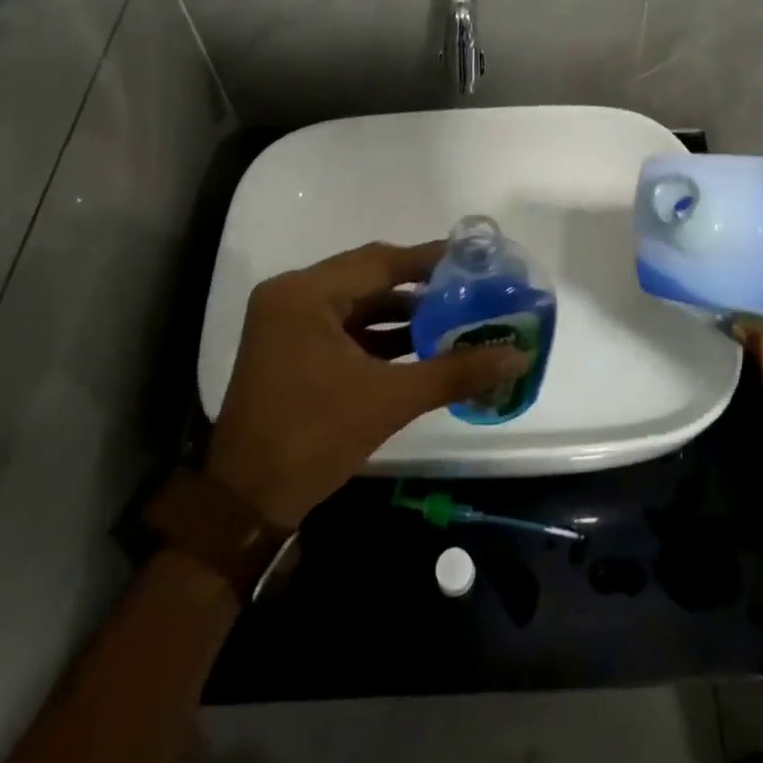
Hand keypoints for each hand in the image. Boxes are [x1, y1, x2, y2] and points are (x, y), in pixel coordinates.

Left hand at [205, 241, 529, 528]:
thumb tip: (517, 355)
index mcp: (305, 294)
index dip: (429, 259)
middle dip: (418, 284)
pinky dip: (377, 333)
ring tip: (452, 315)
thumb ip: (454, 372)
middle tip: (468, 286)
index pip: (380, 261)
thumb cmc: (313, 439)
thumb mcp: (389, 401)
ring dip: (400, 310)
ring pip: (355, 301)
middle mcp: (291, 295)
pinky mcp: (289, 346)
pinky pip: (342, 325)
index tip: (473, 258)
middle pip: (367, 275)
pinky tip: (418, 343)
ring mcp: (286, 320)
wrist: (246, 504)